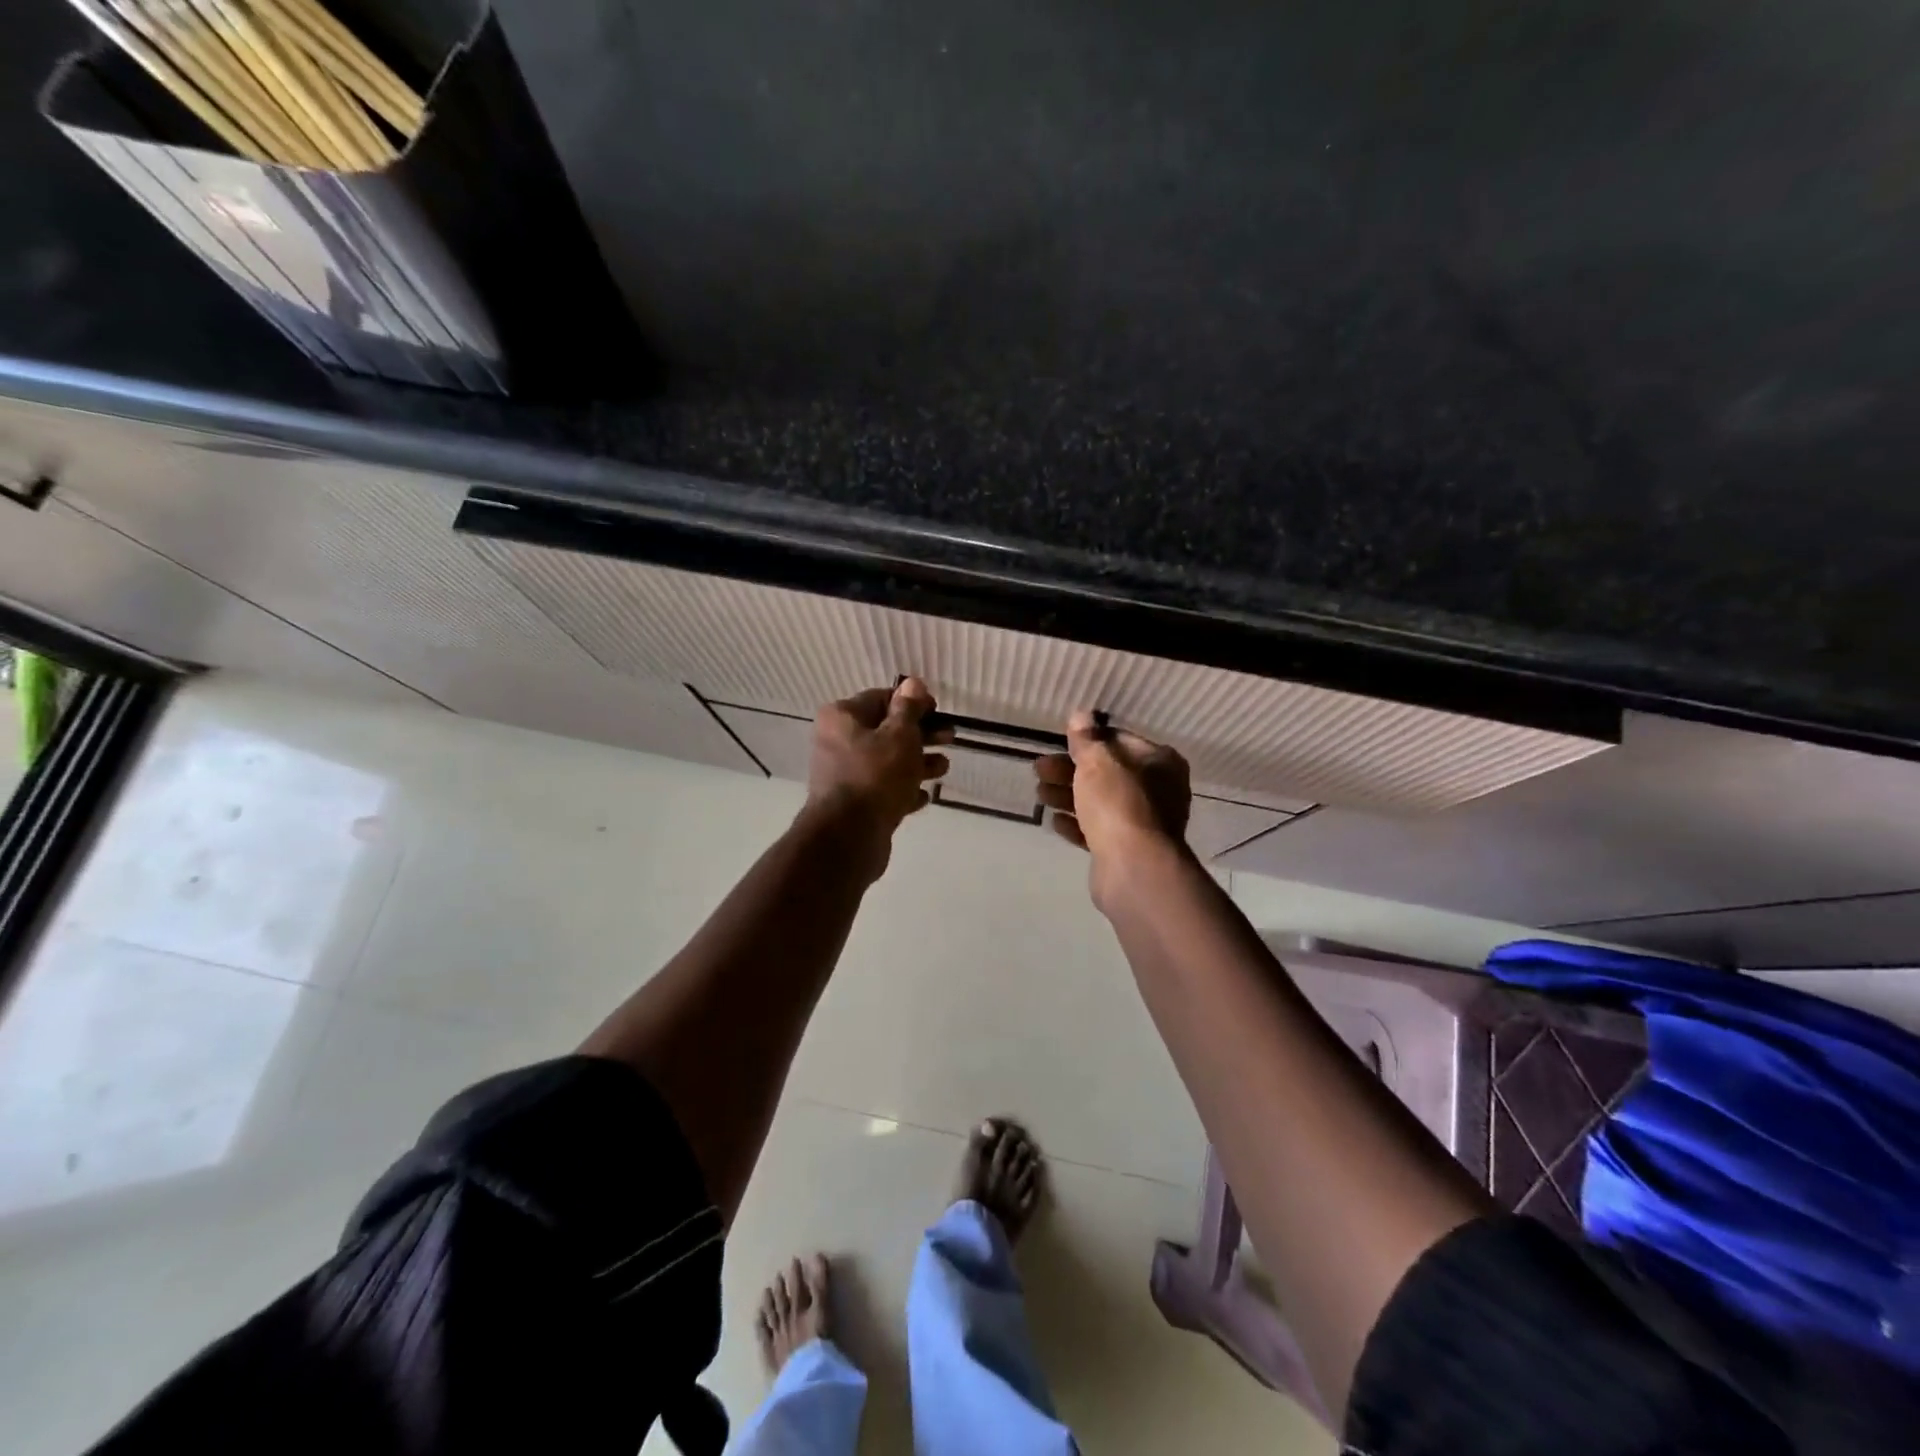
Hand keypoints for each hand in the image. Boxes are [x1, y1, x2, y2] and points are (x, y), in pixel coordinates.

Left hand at [803, 677, 952, 877]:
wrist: (849, 837)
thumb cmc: (876, 775)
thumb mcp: (899, 736)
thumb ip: (908, 709)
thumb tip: (912, 683)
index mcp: (842, 718)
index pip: (881, 698)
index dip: (912, 703)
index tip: (938, 711)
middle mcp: (837, 742)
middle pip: (886, 731)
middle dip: (920, 734)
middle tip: (950, 738)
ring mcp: (844, 775)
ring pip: (887, 762)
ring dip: (917, 763)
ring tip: (944, 768)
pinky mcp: (854, 804)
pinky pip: (883, 790)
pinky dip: (904, 790)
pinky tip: (924, 796)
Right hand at [1035, 712, 1191, 906]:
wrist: (1132, 867)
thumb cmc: (1119, 802)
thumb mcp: (1098, 761)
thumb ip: (1087, 738)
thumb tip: (1082, 715)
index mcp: (1160, 762)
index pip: (1120, 740)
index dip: (1089, 740)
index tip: (1061, 742)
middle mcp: (1158, 790)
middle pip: (1107, 773)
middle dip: (1070, 770)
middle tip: (1039, 769)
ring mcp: (1143, 822)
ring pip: (1100, 802)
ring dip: (1068, 795)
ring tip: (1039, 794)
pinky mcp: (1126, 849)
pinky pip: (1098, 830)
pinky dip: (1077, 824)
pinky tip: (1055, 821)